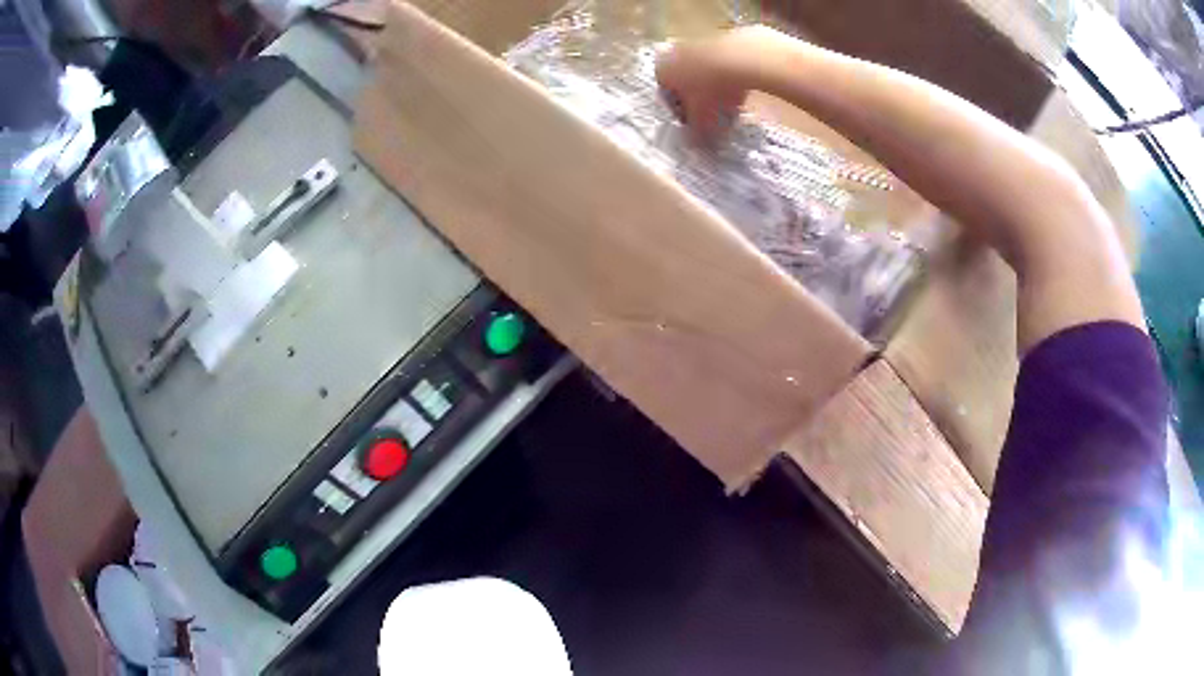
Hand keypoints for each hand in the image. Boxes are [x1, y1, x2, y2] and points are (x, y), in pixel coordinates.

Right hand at [655, 27, 774, 143]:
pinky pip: (724, 62)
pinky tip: (745, 89)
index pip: (667, 96)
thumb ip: (695, 133)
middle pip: (687, 81)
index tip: (696, 125)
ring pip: (706, 71)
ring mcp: (700, 41)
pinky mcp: (724, 37)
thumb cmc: (711, 91)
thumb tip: (694, 145)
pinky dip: (731, 75)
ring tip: (733, 106)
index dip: (682, 114)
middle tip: (715, 117)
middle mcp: (675, 52)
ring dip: (716, 87)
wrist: (741, 57)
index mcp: (662, 71)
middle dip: (700, 100)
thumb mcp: (702, 119)